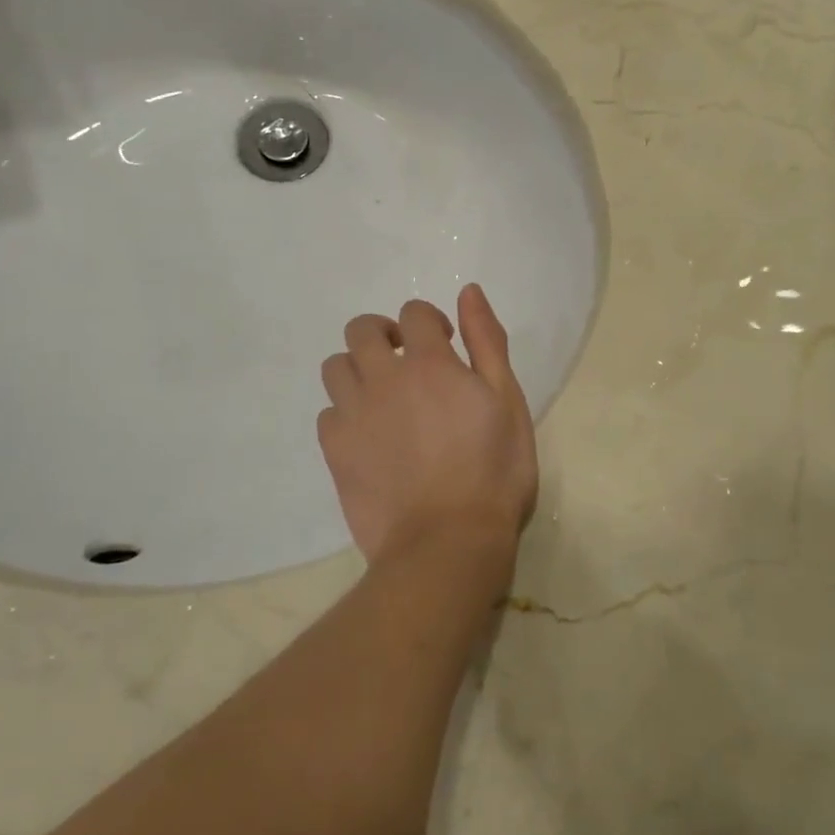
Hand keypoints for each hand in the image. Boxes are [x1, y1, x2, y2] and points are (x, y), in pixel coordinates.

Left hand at [317, 284, 536, 589]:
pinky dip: (345, 414)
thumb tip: (468, 291)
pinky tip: (368, 436)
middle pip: (362, 330)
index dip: (429, 322)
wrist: (448, 543)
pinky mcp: (335, 452)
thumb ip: (487, 342)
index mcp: (430, 363)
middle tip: (408, 363)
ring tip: (383, 397)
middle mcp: (383, 379)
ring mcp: (353, 415)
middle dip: (384, 335)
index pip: (414, 313)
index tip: (445, 345)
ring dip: (358, 369)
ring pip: (335, 367)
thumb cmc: (494, 472)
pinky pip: (327, 414)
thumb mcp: (508, 401)